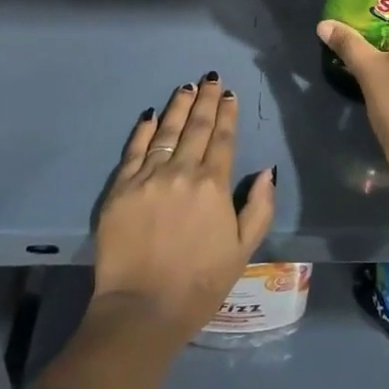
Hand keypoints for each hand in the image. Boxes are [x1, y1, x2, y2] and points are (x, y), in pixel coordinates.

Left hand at [93, 73, 276, 343]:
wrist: (142, 310)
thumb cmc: (199, 284)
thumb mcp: (243, 250)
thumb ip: (259, 208)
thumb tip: (267, 170)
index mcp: (213, 185)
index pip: (223, 139)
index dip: (228, 114)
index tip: (230, 94)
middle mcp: (182, 171)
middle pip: (196, 126)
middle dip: (206, 100)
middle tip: (211, 78)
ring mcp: (148, 177)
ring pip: (166, 131)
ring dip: (178, 106)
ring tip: (186, 87)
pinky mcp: (121, 188)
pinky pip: (134, 150)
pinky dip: (144, 130)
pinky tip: (151, 114)